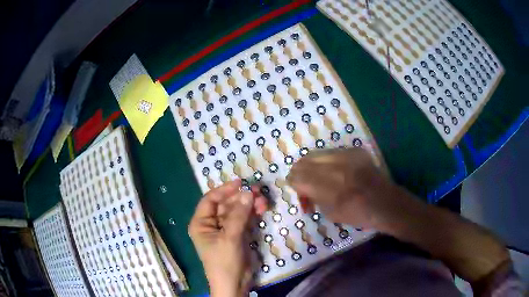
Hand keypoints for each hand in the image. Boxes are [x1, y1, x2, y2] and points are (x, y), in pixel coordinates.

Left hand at [188, 180, 266, 296]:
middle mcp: (212, 224)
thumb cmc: (224, 262)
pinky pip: (245, 220)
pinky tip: (262, 209)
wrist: (234, 284)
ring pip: (237, 211)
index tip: (240, 183)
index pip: (210, 200)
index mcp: (201, 223)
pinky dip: (253, 214)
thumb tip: (248, 192)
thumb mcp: (230, 238)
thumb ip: (238, 215)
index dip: (224, 190)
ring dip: (250, 205)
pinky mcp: (238, 235)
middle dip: (241, 198)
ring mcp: (226, 229)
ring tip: (263, 201)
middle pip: (226, 204)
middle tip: (257, 191)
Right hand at [287, 148, 414, 228]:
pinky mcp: (355, 150)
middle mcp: (335, 166)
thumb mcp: (330, 213)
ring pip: (316, 154)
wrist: (385, 202)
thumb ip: (313, 197)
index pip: (297, 176)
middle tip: (305, 186)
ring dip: (313, 166)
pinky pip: (332, 153)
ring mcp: (346, 155)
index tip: (300, 194)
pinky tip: (336, 173)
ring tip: (320, 178)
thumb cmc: (358, 214)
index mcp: (328, 187)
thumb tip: (304, 189)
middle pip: (303, 161)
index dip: (293, 184)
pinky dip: (328, 163)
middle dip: (299, 173)